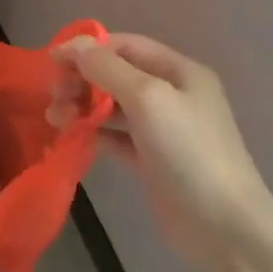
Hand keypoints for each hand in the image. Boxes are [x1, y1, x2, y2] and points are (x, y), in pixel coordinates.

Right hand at [55, 34, 272, 269]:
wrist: (222, 225)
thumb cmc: (188, 152)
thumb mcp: (148, 98)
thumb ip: (106, 68)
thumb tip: (71, 46)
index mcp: (178, 71)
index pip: (124, 46)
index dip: (87, 49)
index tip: (50, 63)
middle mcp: (171, 95)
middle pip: (115, 75)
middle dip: (81, 80)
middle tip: (55, 99)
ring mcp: (161, 130)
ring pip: (112, 106)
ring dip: (82, 107)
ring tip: (56, 120)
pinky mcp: (150, 160)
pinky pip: (114, 137)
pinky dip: (92, 134)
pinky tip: (73, 139)